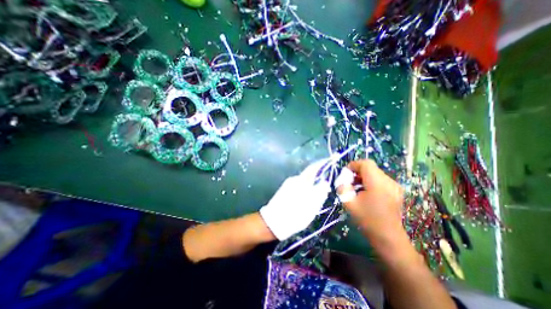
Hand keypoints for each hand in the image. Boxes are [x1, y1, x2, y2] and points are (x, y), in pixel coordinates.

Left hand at [260, 161, 328, 239]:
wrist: (273, 222)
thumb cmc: (294, 215)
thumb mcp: (311, 207)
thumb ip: (319, 193)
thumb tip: (324, 182)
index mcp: (301, 181)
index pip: (313, 168)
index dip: (322, 163)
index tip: (330, 160)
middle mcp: (294, 179)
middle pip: (309, 174)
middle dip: (318, 176)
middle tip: (327, 183)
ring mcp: (288, 183)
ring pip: (304, 180)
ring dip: (312, 183)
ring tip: (318, 193)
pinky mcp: (285, 189)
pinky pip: (299, 185)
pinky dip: (306, 188)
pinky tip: (307, 196)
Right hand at [335, 161, 403, 244]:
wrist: (388, 237)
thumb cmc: (367, 220)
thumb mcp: (349, 203)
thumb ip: (342, 188)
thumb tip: (343, 180)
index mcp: (377, 183)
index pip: (365, 164)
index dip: (353, 165)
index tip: (345, 174)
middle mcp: (388, 181)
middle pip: (370, 168)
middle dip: (357, 172)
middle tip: (349, 183)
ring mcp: (394, 186)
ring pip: (375, 173)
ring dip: (363, 177)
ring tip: (356, 189)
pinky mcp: (396, 191)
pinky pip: (380, 179)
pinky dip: (370, 182)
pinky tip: (366, 193)